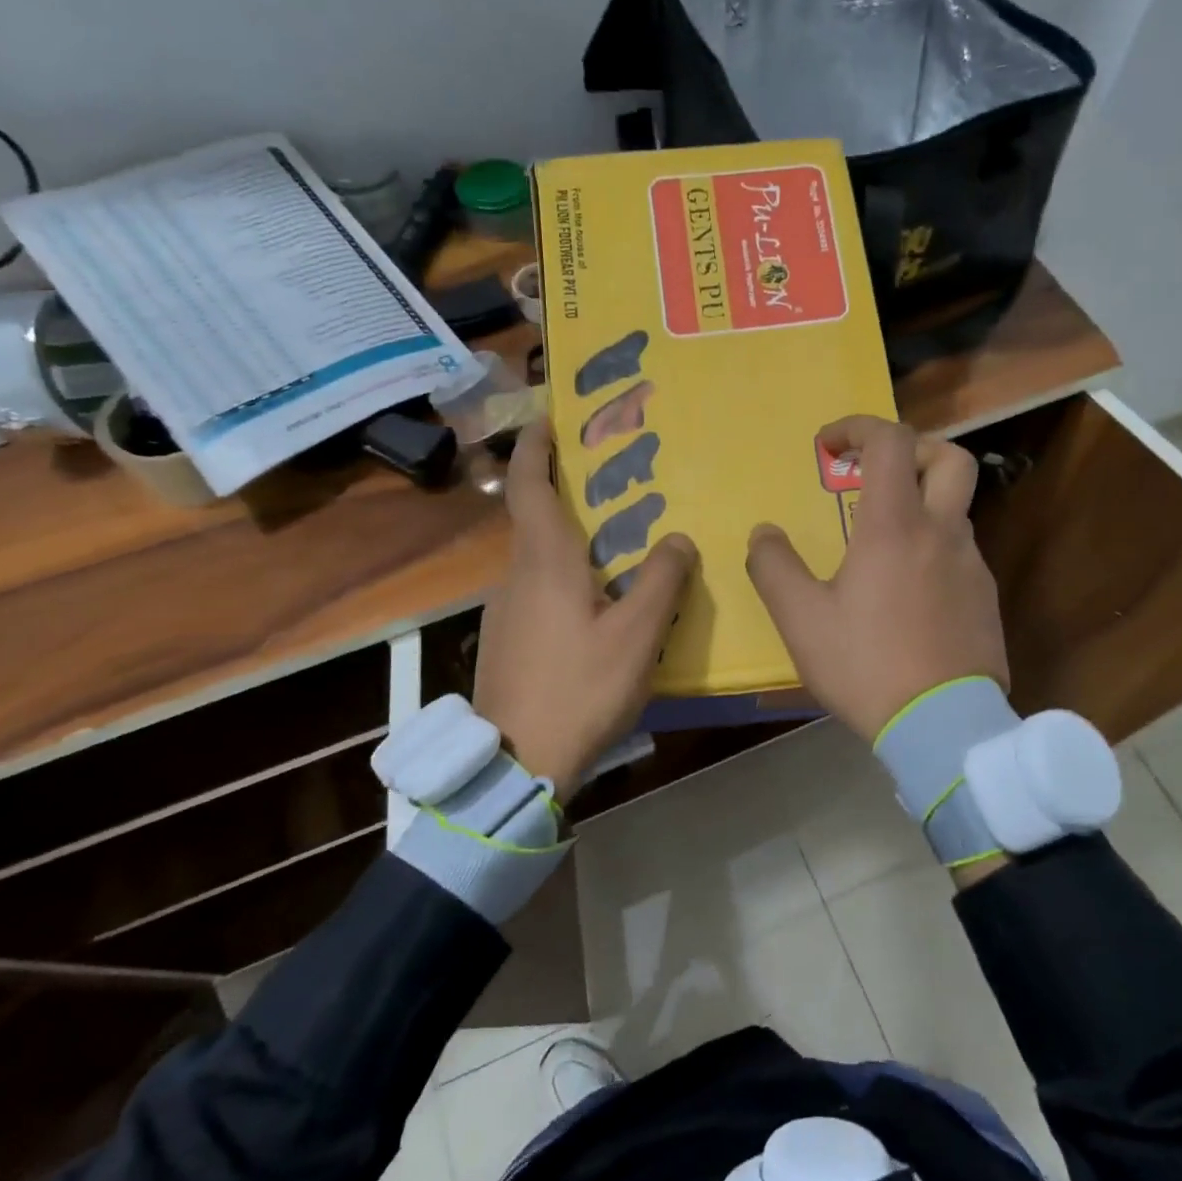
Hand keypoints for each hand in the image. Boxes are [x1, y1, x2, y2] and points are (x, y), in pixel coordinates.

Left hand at [473, 420, 696, 798]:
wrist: (518, 761)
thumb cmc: (580, 688)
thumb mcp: (636, 635)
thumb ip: (661, 581)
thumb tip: (678, 538)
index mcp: (544, 561)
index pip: (528, 486)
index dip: (535, 448)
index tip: (547, 419)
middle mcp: (515, 576)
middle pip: (535, 520)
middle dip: (564, 494)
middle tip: (610, 485)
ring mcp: (504, 611)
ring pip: (538, 561)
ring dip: (569, 543)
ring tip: (615, 550)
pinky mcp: (505, 641)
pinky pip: (537, 593)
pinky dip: (564, 581)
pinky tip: (594, 610)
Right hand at [746, 416, 1007, 741]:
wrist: (942, 726)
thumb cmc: (866, 665)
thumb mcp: (801, 620)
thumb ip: (774, 567)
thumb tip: (763, 533)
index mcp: (895, 526)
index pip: (891, 442)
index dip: (859, 428)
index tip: (828, 446)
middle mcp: (942, 534)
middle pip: (950, 459)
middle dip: (913, 451)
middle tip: (877, 475)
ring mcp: (973, 567)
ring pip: (955, 512)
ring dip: (920, 508)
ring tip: (880, 548)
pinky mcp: (986, 601)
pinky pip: (960, 556)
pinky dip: (933, 551)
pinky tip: (907, 595)